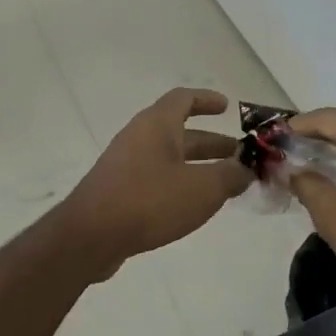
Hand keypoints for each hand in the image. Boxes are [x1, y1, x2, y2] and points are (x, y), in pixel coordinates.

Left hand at [58, 88, 252, 275]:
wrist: (90, 236)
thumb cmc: (149, 201)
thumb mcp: (202, 188)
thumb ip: (229, 176)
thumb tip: (244, 169)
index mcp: (157, 124)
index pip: (183, 99)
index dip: (207, 100)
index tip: (227, 108)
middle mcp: (139, 137)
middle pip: (179, 132)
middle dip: (211, 142)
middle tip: (238, 155)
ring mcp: (126, 165)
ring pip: (169, 157)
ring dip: (197, 165)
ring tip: (224, 183)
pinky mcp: (119, 191)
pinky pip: (156, 178)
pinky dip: (179, 184)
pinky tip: (193, 205)